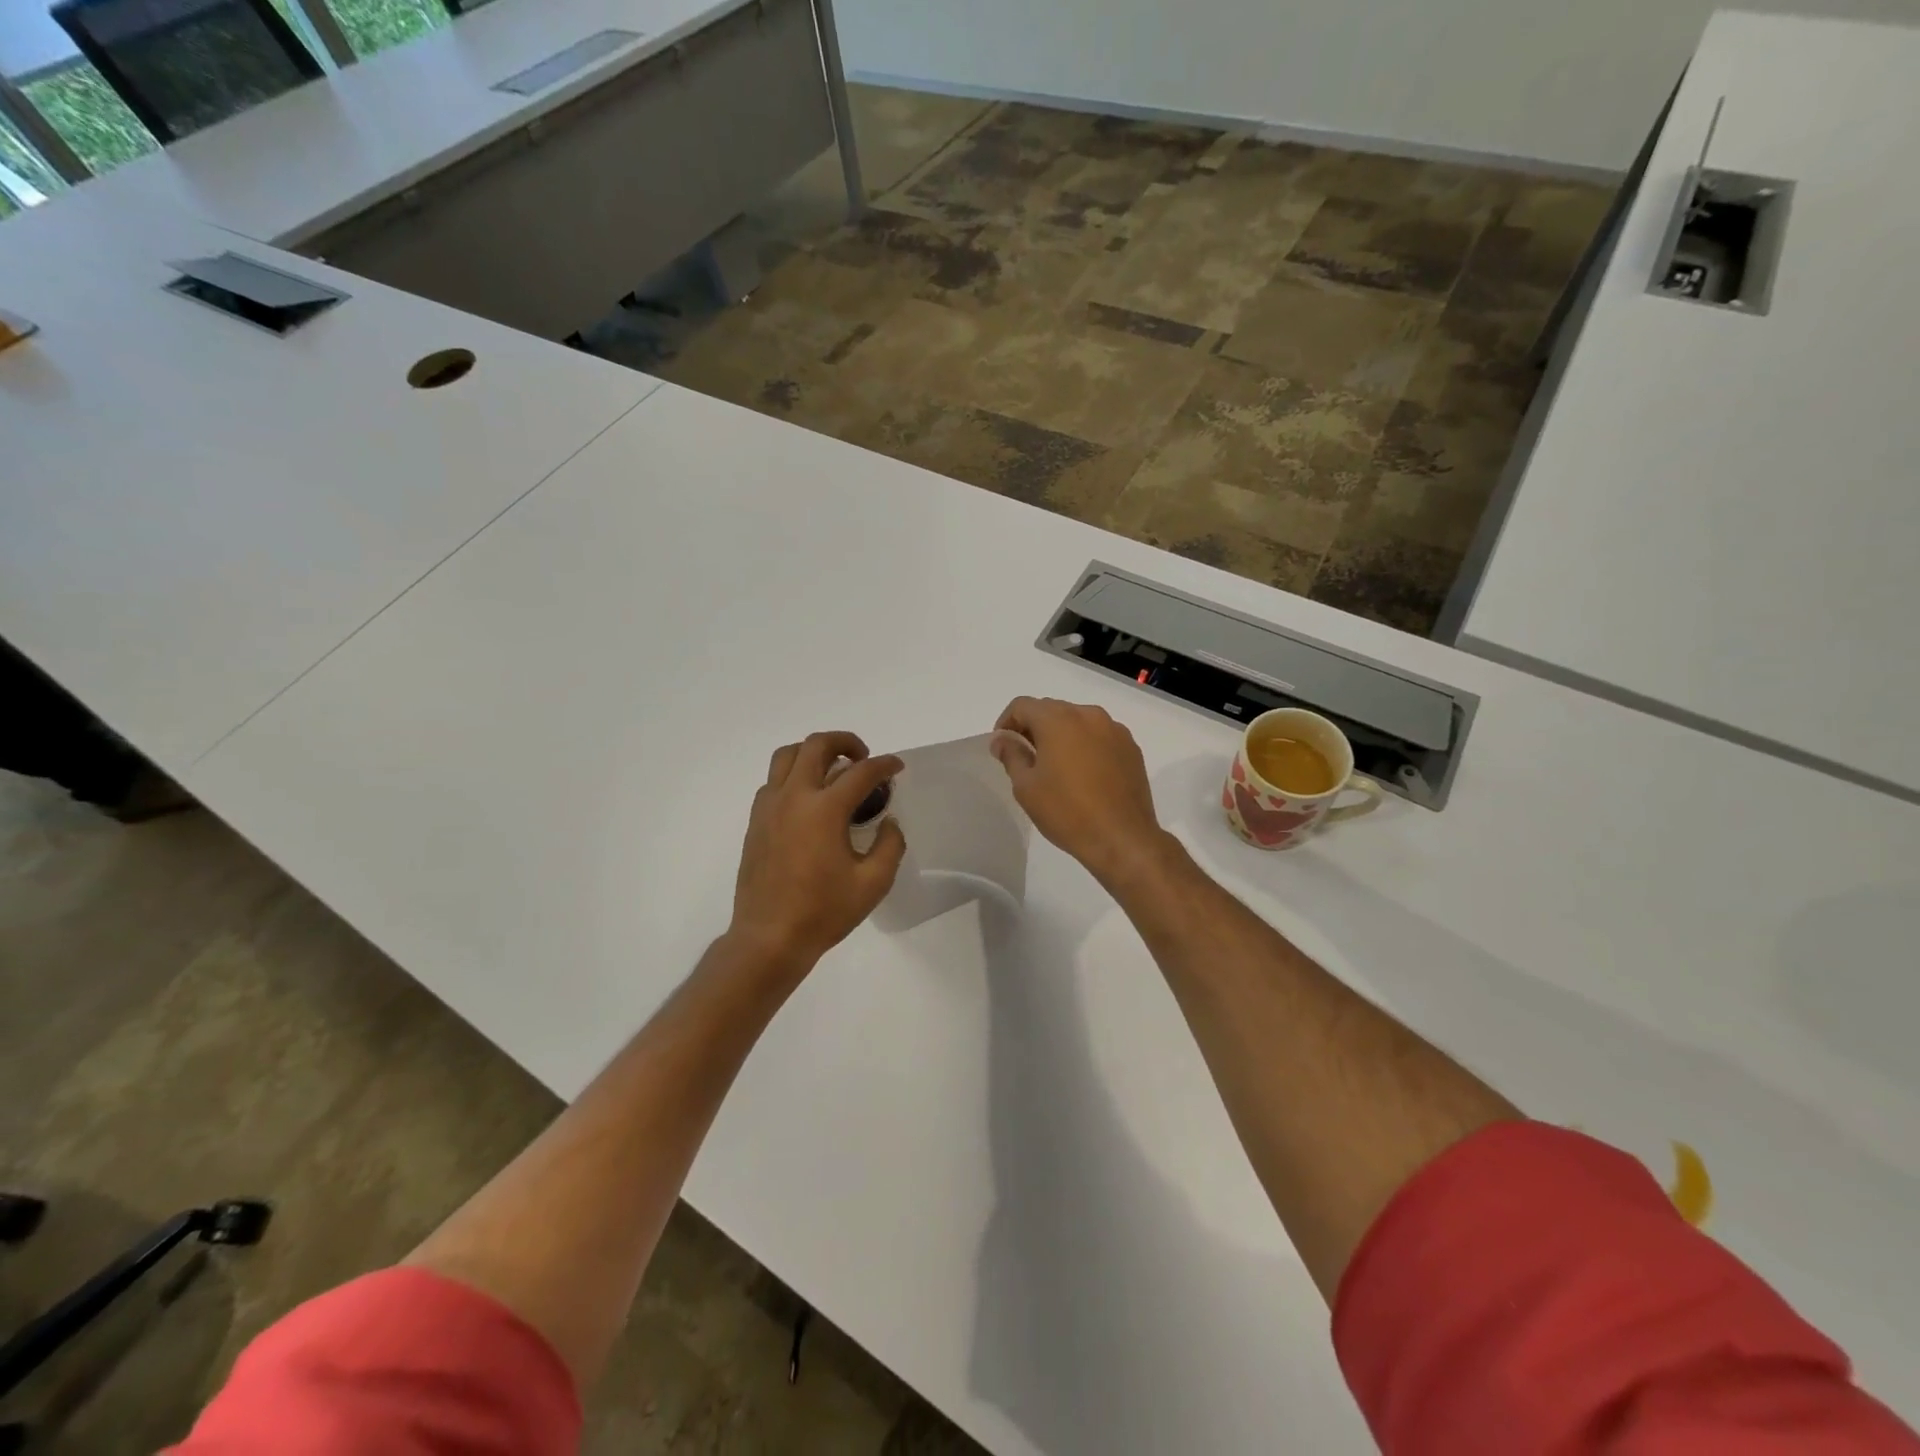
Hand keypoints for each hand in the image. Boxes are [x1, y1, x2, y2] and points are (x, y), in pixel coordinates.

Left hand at [729, 731, 906, 973]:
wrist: (769, 937)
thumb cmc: (823, 912)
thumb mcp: (873, 883)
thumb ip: (890, 845)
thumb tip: (889, 821)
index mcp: (824, 810)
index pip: (861, 772)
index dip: (885, 765)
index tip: (897, 767)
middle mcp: (794, 797)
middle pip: (816, 745)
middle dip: (845, 742)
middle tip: (863, 758)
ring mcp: (769, 807)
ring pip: (787, 755)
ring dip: (813, 752)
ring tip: (832, 770)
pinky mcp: (755, 821)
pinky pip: (773, 780)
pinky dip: (793, 775)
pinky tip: (809, 800)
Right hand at [992, 698, 1168, 885]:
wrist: (1122, 838)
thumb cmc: (1067, 811)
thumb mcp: (1026, 787)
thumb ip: (1011, 755)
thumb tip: (1002, 739)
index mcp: (1058, 720)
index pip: (1022, 705)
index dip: (1006, 722)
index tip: (1003, 747)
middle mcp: (1088, 715)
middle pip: (1051, 709)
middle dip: (1034, 727)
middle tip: (1026, 758)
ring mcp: (1114, 730)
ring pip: (1077, 721)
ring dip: (1061, 735)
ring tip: (1056, 766)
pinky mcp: (1131, 747)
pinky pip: (1099, 736)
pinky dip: (1085, 745)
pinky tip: (1084, 774)